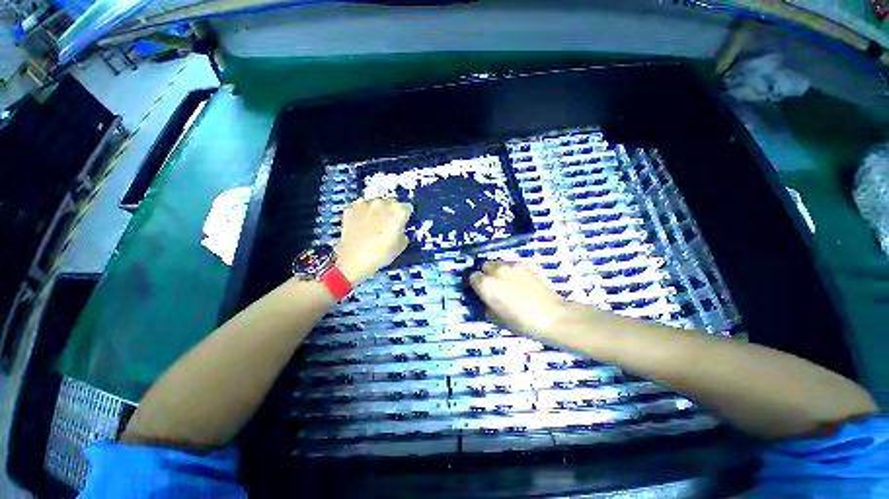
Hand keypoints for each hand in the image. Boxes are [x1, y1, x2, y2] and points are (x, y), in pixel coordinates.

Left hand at [336, 199, 411, 283]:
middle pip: (391, 203)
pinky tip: (361, 224)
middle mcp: (383, 202)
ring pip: (376, 203)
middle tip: (387, 224)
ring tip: (373, 224)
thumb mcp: (401, 245)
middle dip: (391, 211)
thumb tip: (399, 227)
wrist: (354, 259)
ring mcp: (365, 203)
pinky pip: (361, 206)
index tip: (402, 223)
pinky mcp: (351, 207)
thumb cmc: (382, 254)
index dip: (405, 216)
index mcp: (398, 211)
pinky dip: (363, 212)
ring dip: (377, 211)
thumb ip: (402, 231)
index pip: (407, 208)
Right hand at [469, 261, 570, 339]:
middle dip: (487, 275)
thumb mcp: (496, 319)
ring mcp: (513, 266)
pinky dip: (514, 271)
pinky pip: (514, 265)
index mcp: (486, 284)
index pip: (472, 277)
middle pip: (485, 266)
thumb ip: (485, 306)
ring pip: (500, 264)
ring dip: (500, 272)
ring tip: (510, 283)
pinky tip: (523, 282)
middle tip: (495, 287)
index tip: (481, 292)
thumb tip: (484, 301)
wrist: (552, 317)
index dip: (476, 285)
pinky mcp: (527, 265)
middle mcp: (497, 271)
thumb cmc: (521, 322)